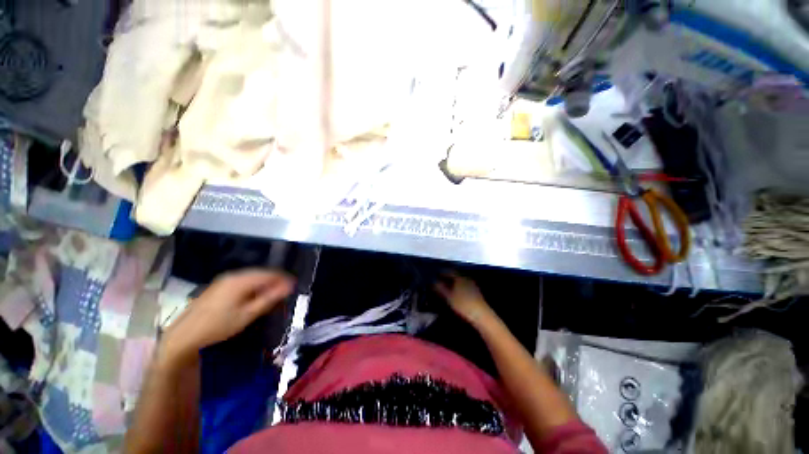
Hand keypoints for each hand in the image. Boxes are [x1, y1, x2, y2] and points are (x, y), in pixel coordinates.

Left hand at [162, 269, 294, 361]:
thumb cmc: (219, 326)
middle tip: (285, 292)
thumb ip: (269, 299)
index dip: (283, 279)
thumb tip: (288, 287)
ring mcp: (224, 280)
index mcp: (241, 280)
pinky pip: (243, 280)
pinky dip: (254, 285)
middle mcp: (233, 275)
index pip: (269, 274)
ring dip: (264, 283)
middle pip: (261, 273)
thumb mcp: (247, 314)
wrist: (185, 335)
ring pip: (252, 276)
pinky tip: (255, 295)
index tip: (294, 286)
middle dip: (275, 281)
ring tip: (273, 294)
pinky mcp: (219, 286)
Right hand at [434, 272, 494, 325]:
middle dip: (447, 277)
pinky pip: (464, 285)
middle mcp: (466, 278)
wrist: (481, 315)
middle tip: (439, 280)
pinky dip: (458, 286)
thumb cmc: (463, 305)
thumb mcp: (449, 297)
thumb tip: (433, 281)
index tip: (435, 274)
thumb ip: (440, 288)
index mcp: (459, 277)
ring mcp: (472, 285)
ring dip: (453, 282)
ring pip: (460, 280)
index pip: (448, 271)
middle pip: (455, 275)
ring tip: (446, 286)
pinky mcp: (476, 292)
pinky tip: (455, 292)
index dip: (441, 272)